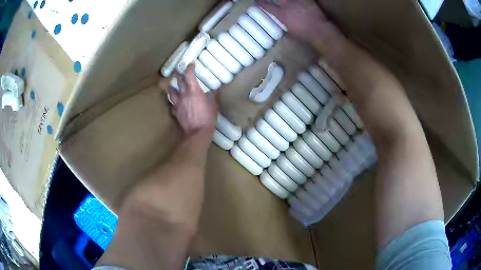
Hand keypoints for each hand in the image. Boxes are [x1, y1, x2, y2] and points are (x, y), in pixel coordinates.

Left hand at [170, 63, 218, 135]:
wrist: (197, 133)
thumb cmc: (207, 119)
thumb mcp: (214, 106)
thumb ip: (215, 96)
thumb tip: (217, 89)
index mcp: (194, 91)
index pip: (190, 75)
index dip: (190, 68)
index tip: (191, 64)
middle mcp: (184, 95)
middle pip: (178, 81)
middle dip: (178, 74)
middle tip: (178, 70)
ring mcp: (178, 103)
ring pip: (171, 92)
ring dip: (172, 87)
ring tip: (172, 85)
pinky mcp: (175, 112)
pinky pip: (172, 105)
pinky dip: (173, 102)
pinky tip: (174, 102)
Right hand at [257, 0, 342, 46]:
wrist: (320, 31)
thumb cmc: (306, 36)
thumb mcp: (292, 35)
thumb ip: (287, 30)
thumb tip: (285, 31)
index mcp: (281, 14)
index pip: (267, 6)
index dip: (261, 3)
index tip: (257, 1)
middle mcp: (287, 5)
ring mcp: (297, 1)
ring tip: (285, 1)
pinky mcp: (307, 0)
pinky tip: (299, 1)